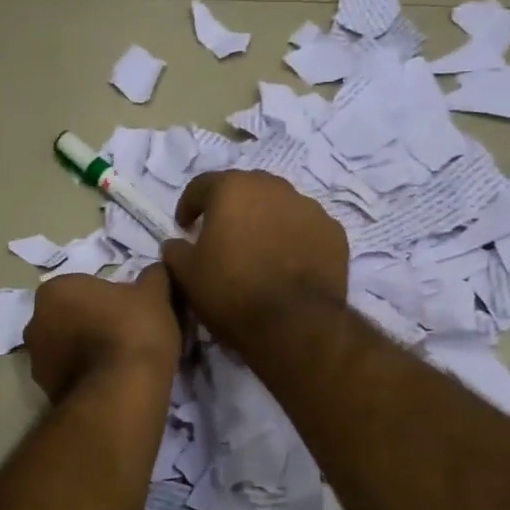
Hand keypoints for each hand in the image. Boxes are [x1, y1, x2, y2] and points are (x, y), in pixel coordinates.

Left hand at [25, 266, 181, 402]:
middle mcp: (36, 321)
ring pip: (66, 348)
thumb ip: (153, 277)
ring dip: (85, 351)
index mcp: (56, 290)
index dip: (109, 299)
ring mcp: (36, 359)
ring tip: (120, 364)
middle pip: (69, 317)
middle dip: (91, 324)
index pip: (83, 287)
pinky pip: (69, 375)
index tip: (130, 312)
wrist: (122, 390)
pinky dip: (85, 377)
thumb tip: (156, 270)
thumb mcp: (155, 295)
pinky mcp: (45, 390)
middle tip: (126, 336)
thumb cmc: (134, 331)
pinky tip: (111, 383)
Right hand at [161, 171, 348, 350]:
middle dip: (231, 208)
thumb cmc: (231, 292)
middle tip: (222, 236)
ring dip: (265, 222)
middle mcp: (273, 187)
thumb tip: (176, 243)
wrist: (294, 323)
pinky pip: (305, 229)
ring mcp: (309, 208)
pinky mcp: (335, 233)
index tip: (184, 227)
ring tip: (258, 252)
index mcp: (232, 189)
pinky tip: (287, 264)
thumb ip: (175, 251)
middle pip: (245, 190)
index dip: (189, 206)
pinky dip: (293, 239)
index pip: (202, 186)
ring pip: (279, 207)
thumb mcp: (187, 275)